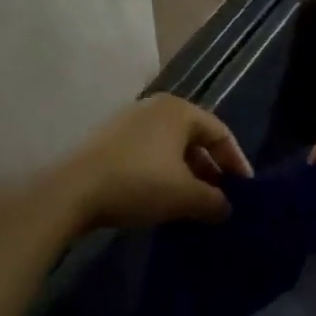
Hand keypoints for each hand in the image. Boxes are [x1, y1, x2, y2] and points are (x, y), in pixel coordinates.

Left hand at [52, 94, 251, 231]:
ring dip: (186, 174)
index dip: (236, 162)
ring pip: (170, 147)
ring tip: (193, 203)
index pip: (220, 132)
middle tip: (220, 199)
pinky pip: (148, 153)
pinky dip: (162, 174)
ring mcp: (128, 121)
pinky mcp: (109, 140)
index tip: (244, 191)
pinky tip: (162, 199)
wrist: (71, 191)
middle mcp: (155, 107)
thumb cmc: (138, 182)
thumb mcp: (184, 196)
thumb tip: (226, 208)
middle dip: (210, 169)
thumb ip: (213, 201)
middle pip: (194, 138)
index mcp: (179, 110)